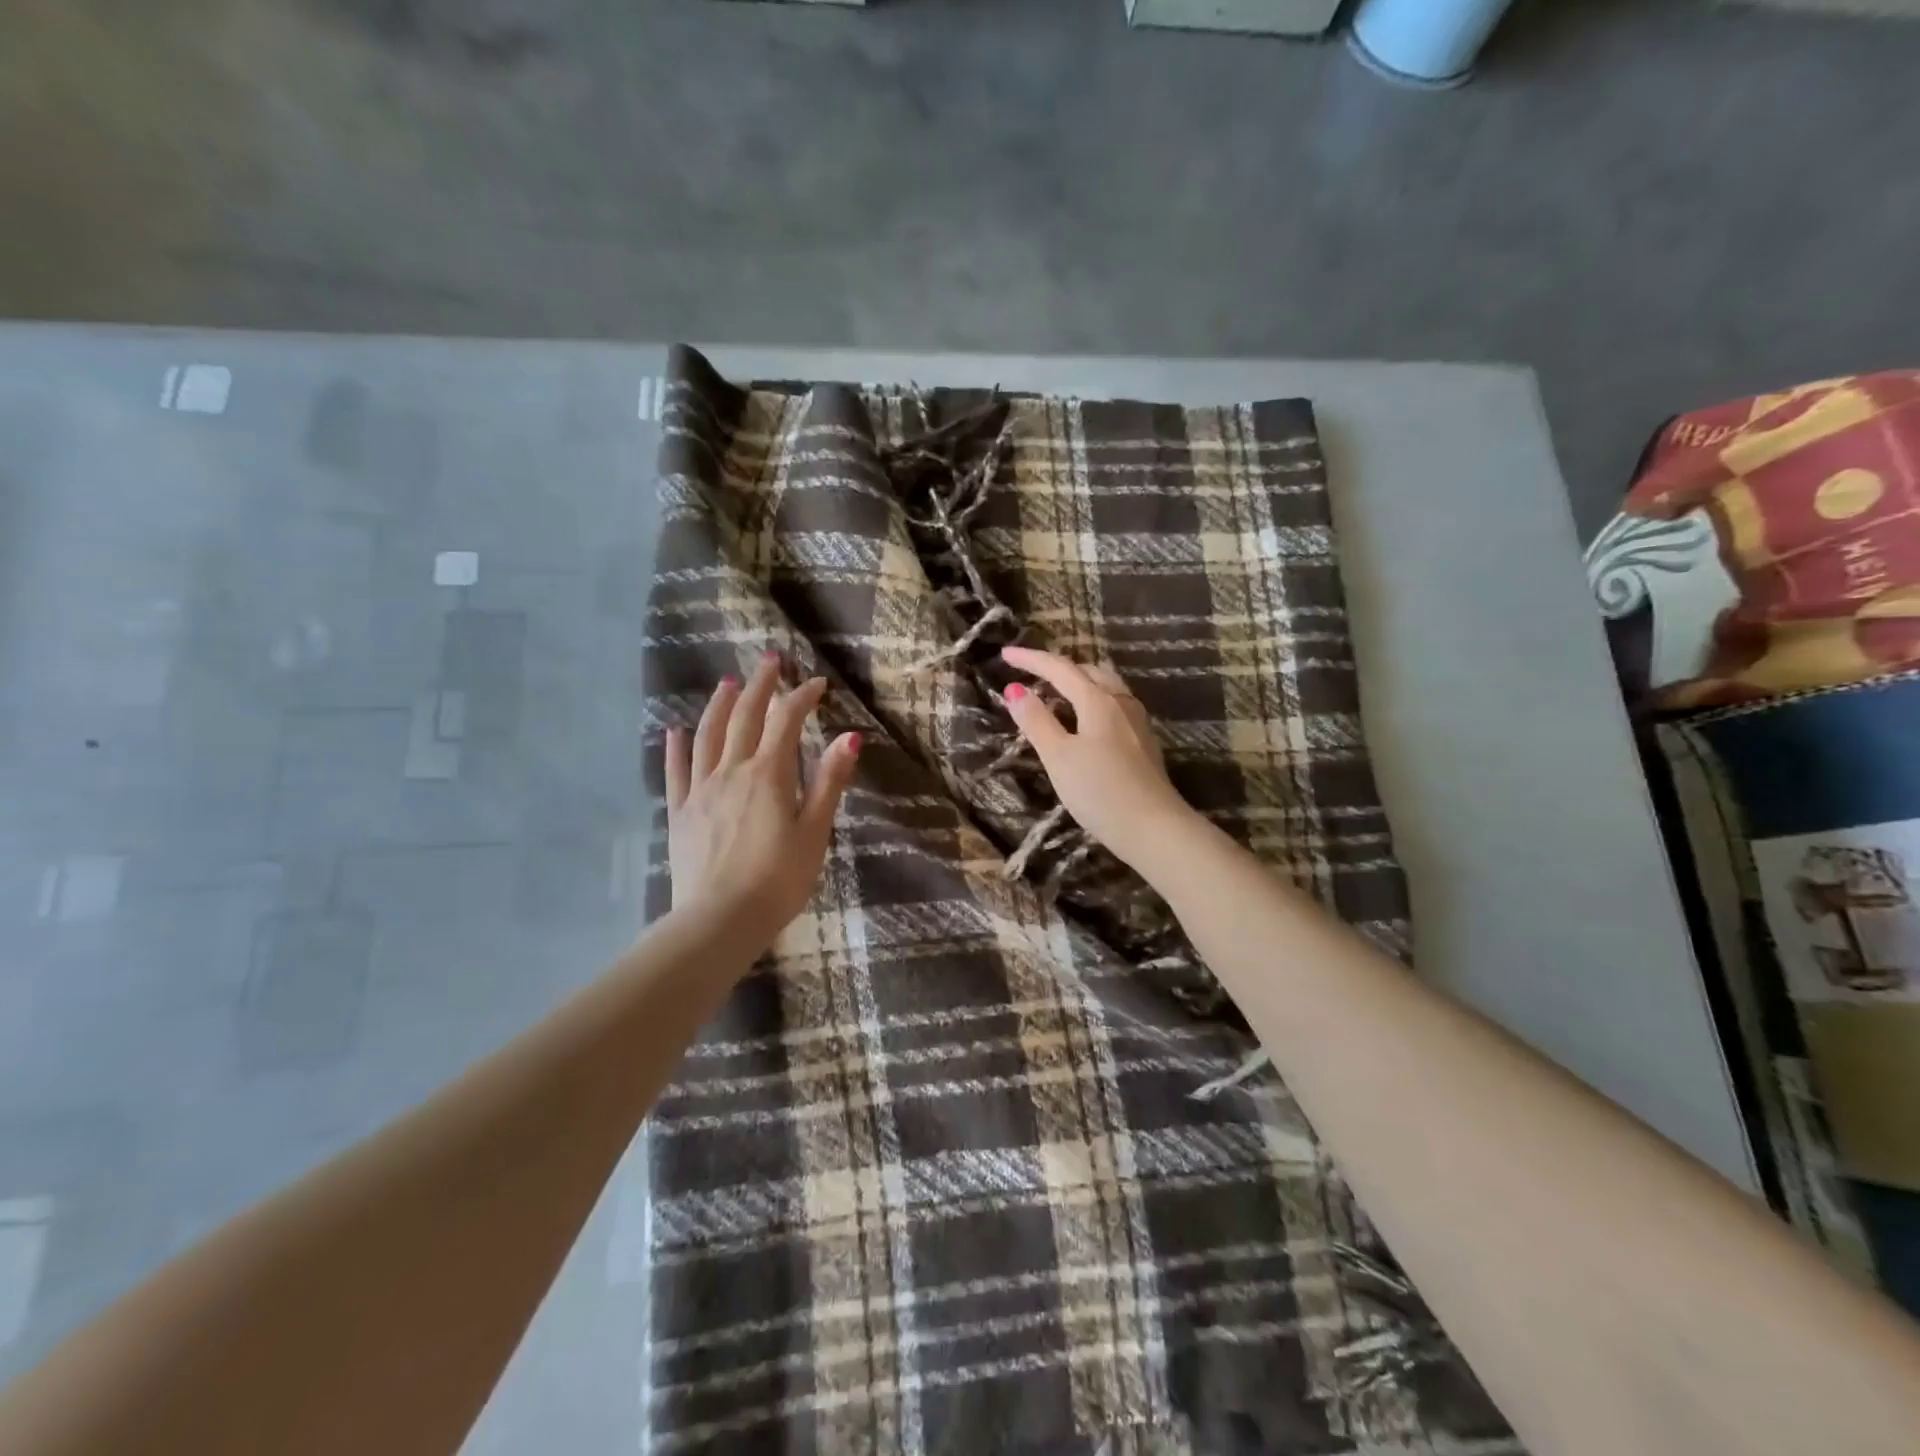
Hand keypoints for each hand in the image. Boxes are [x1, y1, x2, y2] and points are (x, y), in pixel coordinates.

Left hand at [666, 653, 861, 938]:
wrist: (719, 920)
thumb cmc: (778, 880)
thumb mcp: (814, 832)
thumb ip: (829, 782)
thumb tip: (850, 737)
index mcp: (768, 774)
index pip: (786, 721)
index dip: (802, 697)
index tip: (817, 683)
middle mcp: (731, 771)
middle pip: (745, 717)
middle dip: (761, 686)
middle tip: (771, 661)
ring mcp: (700, 790)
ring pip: (707, 736)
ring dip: (720, 705)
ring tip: (728, 683)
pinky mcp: (679, 812)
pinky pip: (676, 771)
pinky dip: (677, 747)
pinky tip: (675, 731)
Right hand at [998, 646, 1195, 871]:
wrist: (1154, 828)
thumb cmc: (1100, 791)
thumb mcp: (1059, 757)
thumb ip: (1036, 721)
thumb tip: (1014, 690)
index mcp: (1098, 700)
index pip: (1060, 669)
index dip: (1031, 659)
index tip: (1005, 654)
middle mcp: (1121, 702)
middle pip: (1087, 671)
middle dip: (1057, 667)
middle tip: (1030, 672)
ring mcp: (1136, 721)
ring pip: (1105, 686)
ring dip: (1078, 681)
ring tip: (1056, 691)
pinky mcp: (1143, 741)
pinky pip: (1114, 704)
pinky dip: (1092, 699)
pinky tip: (1085, 719)